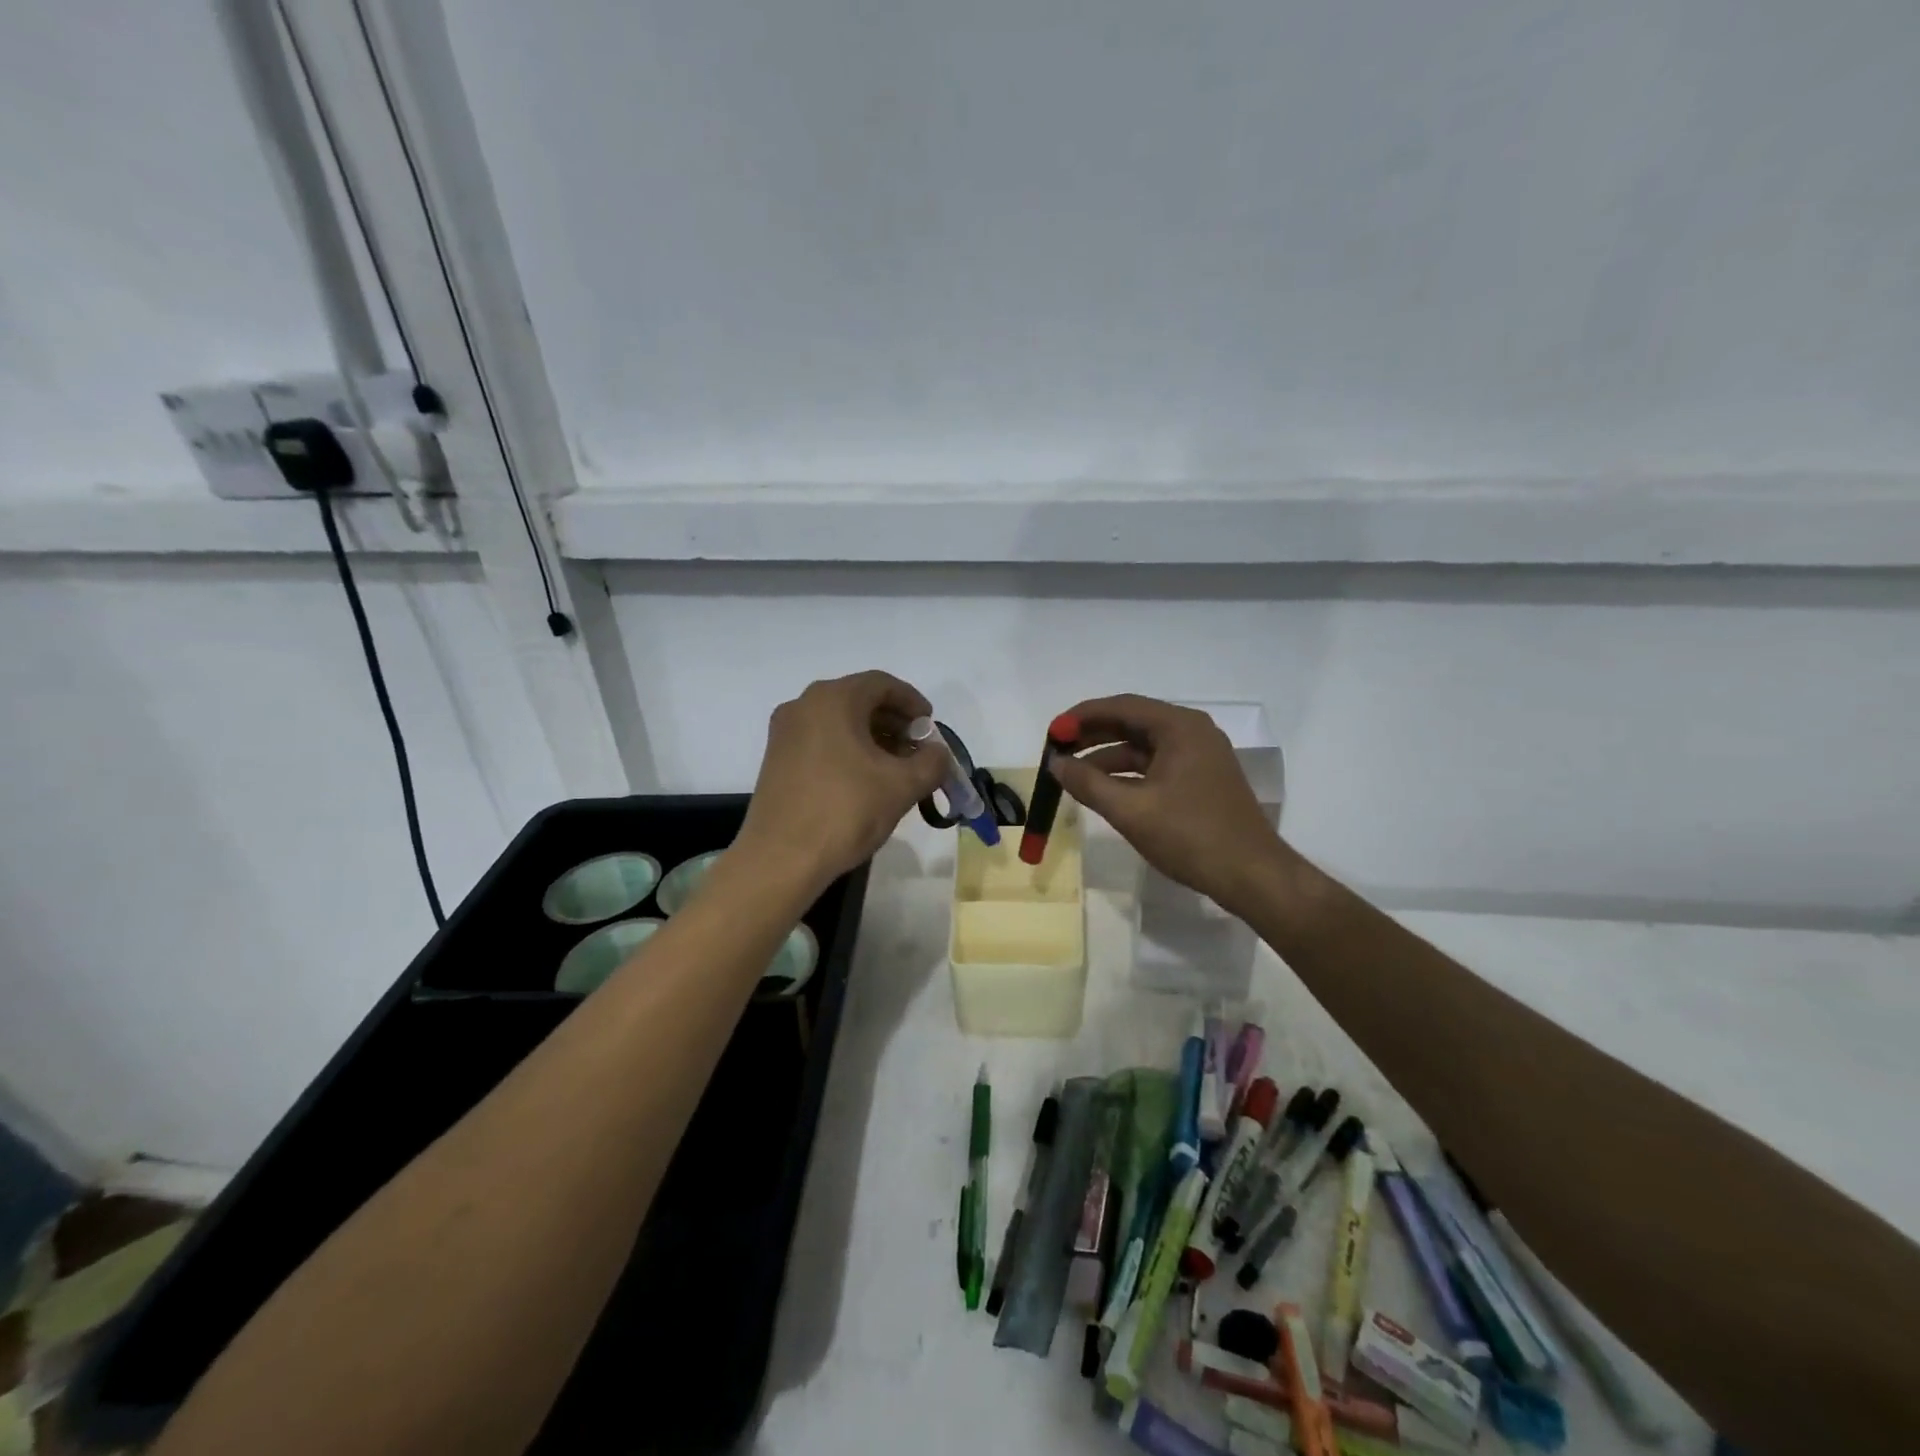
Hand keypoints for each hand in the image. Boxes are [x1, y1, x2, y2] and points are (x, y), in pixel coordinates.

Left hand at [735, 671, 949, 894]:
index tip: (931, 727)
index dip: (913, 702)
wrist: (781, 859)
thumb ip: (931, 762)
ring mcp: (785, 732)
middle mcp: (804, 705)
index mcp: (833, 699)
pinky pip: (821, 740)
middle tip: (918, 750)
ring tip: (896, 768)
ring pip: (839, 721)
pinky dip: (848, 749)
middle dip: (894, 722)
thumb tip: (938, 753)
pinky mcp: (776, 759)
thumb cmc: (845, 811)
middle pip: (859, 700)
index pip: (882, 684)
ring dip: (872, 737)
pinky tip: (865, 780)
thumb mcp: (902, 786)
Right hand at [1048, 694, 1287, 916]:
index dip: (1081, 717)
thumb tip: (1055, 764)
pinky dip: (1127, 773)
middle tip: (1057, 750)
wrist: (1251, 875)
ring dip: (1107, 757)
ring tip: (1072, 773)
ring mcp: (1199, 755)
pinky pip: (1155, 764)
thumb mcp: (1130, 810)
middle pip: (1132, 721)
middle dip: (1092, 735)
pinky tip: (1103, 789)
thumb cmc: (1190, 836)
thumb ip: (1088, 783)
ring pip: (1142, 746)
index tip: (1052, 732)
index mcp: (1179, 727)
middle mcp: (1192, 732)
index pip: (1121, 706)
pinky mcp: (1200, 778)